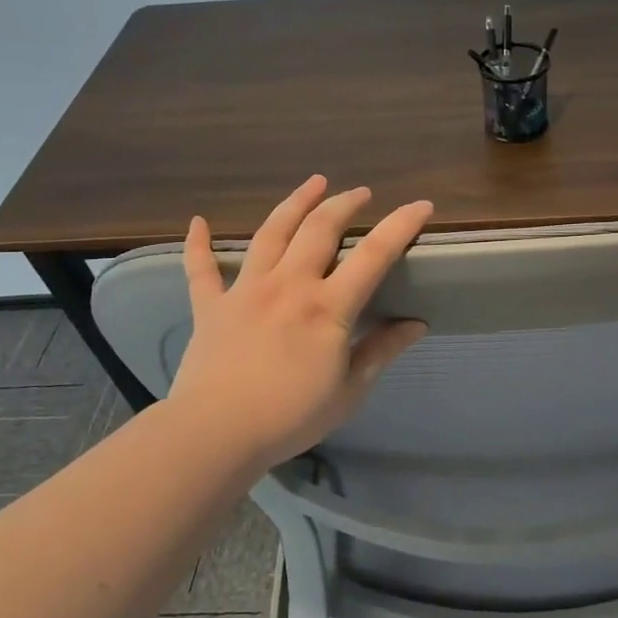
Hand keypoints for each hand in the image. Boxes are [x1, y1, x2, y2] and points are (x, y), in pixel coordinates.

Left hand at [165, 175, 433, 469]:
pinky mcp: (210, 306)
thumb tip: (415, 324)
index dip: (401, 225)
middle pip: (319, 228)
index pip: (374, 254)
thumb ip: (381, 351)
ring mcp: (246, 290)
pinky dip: (198, 244)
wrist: (216, 433)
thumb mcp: (349, 391)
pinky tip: (197, 222)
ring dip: (294, 203)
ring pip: (270, 233)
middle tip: (360, 192)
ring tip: (313, 183)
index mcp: (328, 306)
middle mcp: (289, 284)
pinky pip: (201, 268)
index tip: (421, 205)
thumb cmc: (291, 417)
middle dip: (344, 203)